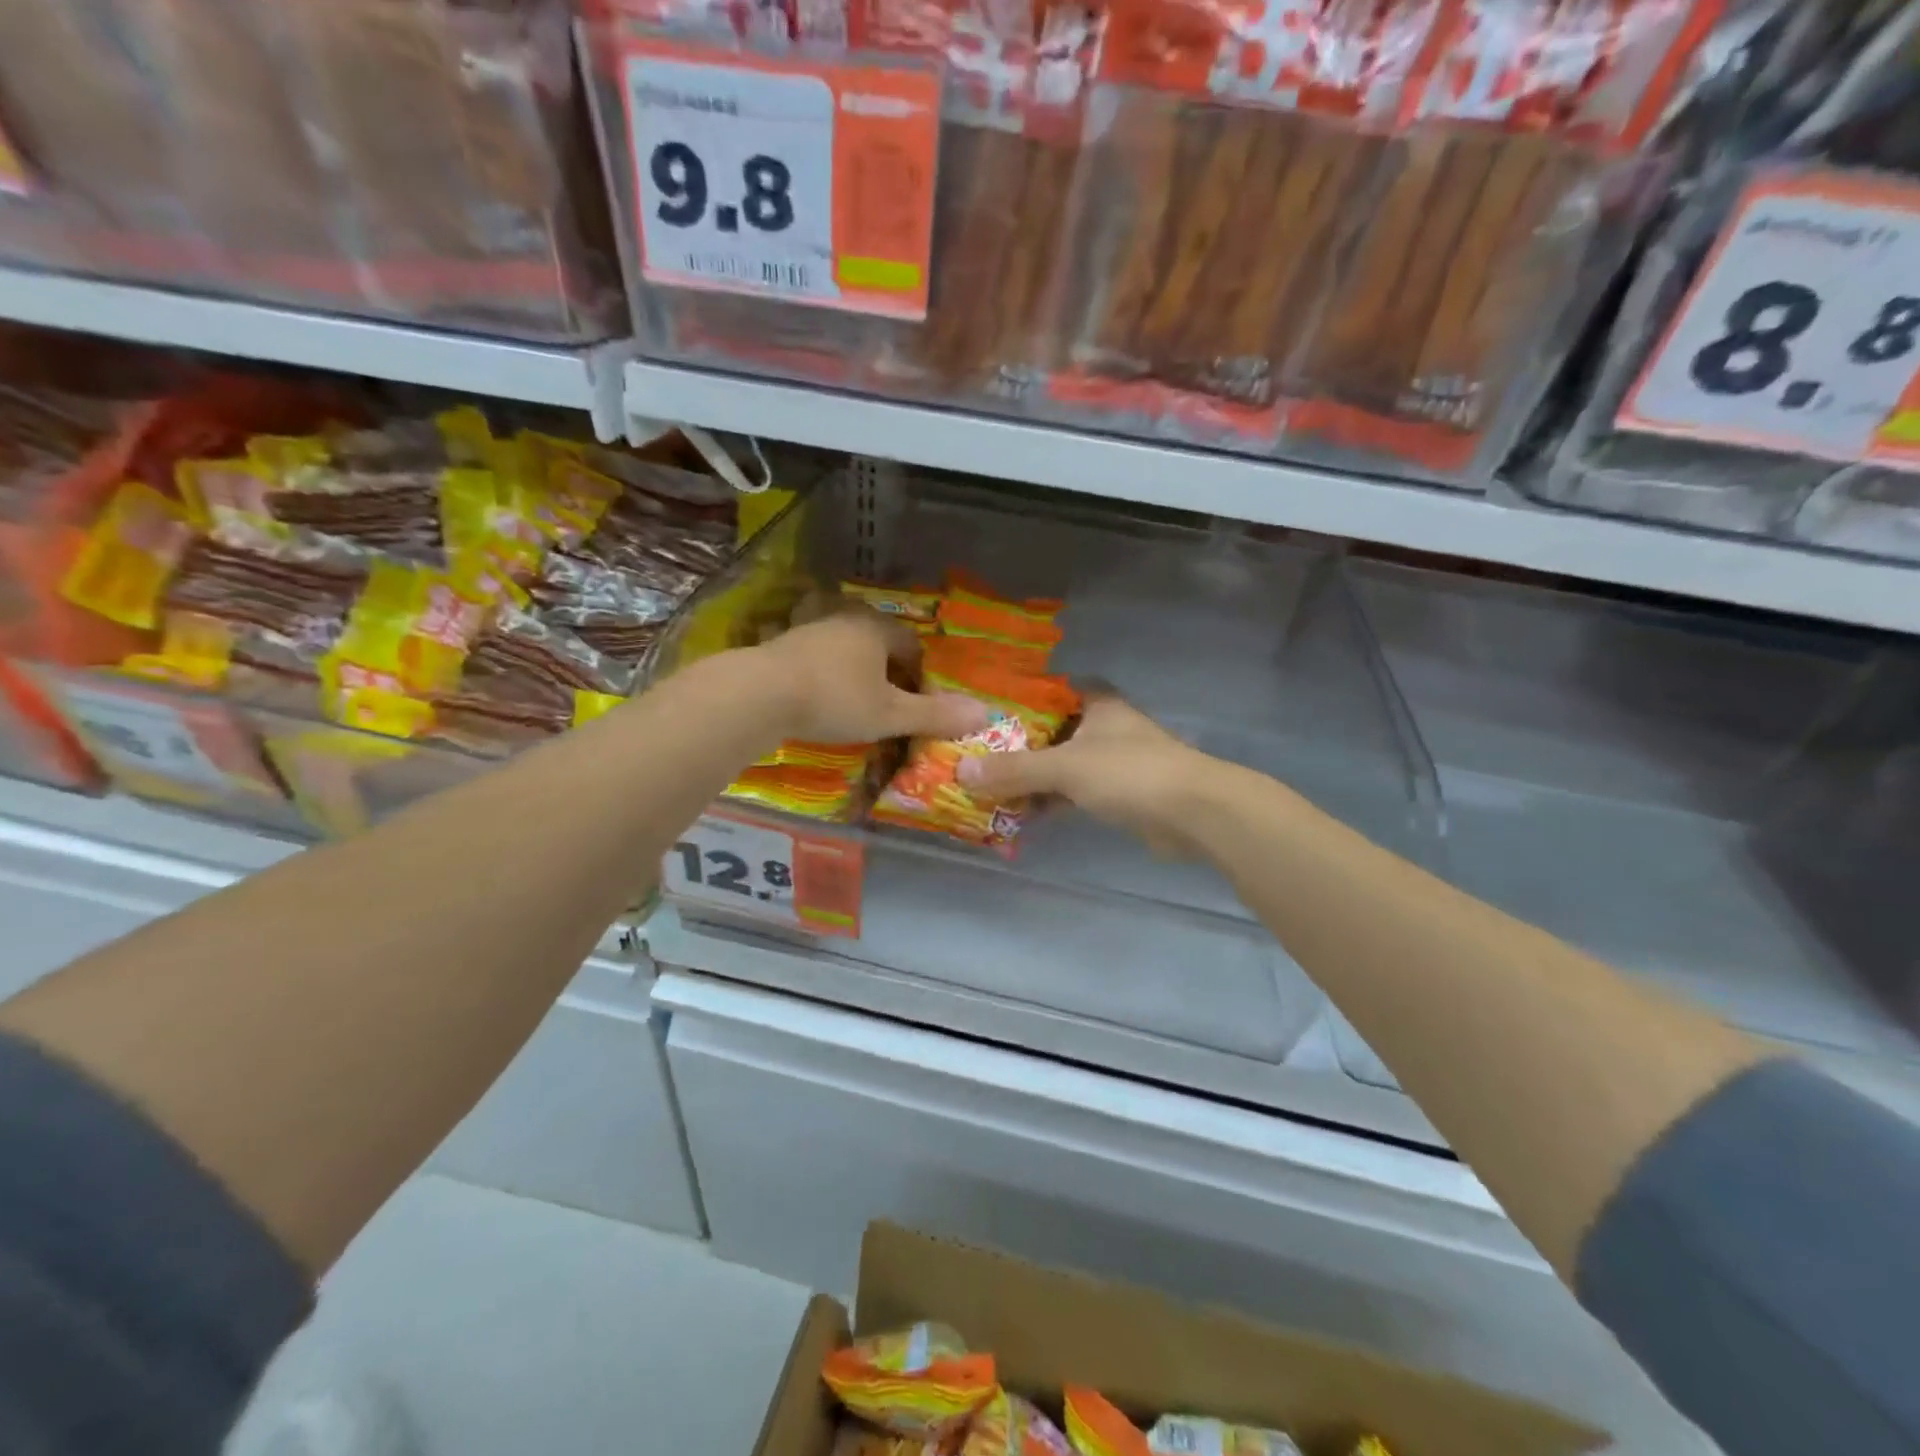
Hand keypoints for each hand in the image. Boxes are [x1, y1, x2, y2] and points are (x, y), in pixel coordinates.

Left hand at [755, 608, 988, 743]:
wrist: (760, 693)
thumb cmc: (835, 699)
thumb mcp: (889, 714)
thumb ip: (934, 715)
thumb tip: (985, 714)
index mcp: (877, 628)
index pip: (911, 644)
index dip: (920, 672)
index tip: (918, 700)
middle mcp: (845, 617)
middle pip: (877, 639)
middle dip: (886, 666)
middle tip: (888, 700)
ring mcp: (809, 627)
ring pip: (843, 643)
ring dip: (852, 665)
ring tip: (853, 695)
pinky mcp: (782, 642)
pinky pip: (813, 652)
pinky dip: (822, 669)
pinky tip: (816, 691)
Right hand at [957, 694, 1217, 853]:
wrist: (1193, 813)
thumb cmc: (1128, 772)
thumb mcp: (1064, 767)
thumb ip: (1014, 769)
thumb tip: (961, 772)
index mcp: (1096, 703)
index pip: (1050, 690)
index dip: (1018, 698)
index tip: (984, 711)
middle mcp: (1105, 726)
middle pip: (1052, 731)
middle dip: (1017, 745)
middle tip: (976, 754)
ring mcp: (1115, 761)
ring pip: (1063, 764)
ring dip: (1033, 777)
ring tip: (989, 786)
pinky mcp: (1121, 793)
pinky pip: (1075, 792)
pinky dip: (1052, 800)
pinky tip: (1022, 812)